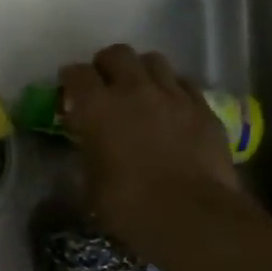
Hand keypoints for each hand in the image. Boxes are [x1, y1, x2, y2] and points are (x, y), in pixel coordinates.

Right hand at [59, 44, 246, 251]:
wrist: (193, 217)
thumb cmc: (128, 206)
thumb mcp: (90, 182)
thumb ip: (87, 151)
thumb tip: (88, 143)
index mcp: (97, 107)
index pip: (76, 73)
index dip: (69, 80)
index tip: (68, 92)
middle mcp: (134, 90)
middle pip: (117, 54)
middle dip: (106, 65)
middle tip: (103, 85)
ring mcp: (173, 96)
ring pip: (154, 61)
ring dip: (141, 71)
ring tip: (139, 91)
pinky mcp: (204, 109)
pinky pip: (184, 83)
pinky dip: (172, 88)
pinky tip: (170, 107)